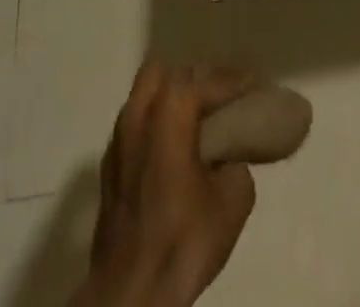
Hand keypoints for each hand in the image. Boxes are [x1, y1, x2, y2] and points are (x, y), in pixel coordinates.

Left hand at [72, 64, 258, 306]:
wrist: (130, 291)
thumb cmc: (183, 240)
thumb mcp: (232, 203)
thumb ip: (236, 166)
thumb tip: (228, 160)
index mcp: (169, 113)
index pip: (204, 81)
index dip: (231, 81)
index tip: (251, 83)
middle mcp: (138, 114)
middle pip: (166, 74)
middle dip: (193, 80)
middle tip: (217, 100)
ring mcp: (118, 138)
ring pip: (144, 95)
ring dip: (168, 99)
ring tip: (194, 123)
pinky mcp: (108, 165)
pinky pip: (134, 125)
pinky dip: (153, 125)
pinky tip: (170, 151)